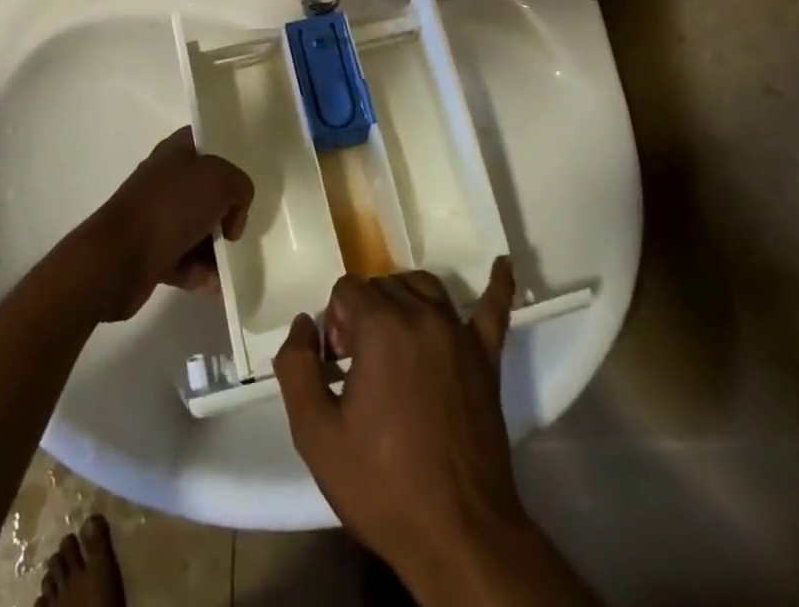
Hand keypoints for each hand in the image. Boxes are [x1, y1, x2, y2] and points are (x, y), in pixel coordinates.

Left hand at [81, 127, 251, 322]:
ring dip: (217, 249)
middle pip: (208, 189)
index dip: (230, 154)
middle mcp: (166, 179)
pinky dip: (202, 273)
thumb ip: (240, 187)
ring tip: (232, 266)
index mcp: (176, 151)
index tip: (248, 176)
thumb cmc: (170, 207)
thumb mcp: (221, 181)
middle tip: (240, 227)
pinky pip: (186, 260)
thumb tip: (232, 216)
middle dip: (228, 210)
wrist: (117, 259)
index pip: (208, 142)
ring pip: (199, 227)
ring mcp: (157, 216)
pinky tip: (216, 286)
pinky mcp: (151, 252)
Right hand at [274, 260, 525, 592]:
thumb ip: (296, 367)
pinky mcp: (486, 358)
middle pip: (383, 285)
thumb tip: (303, 324)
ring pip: (424, 286)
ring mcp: (459, 334)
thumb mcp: (315, 435)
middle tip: (358, 366)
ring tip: (391, 337)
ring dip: (401, 299)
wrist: (457, 535)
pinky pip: (495, 310)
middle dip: (362, 313)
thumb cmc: (382, 485)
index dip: (334, 322)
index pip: (347, 289)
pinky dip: (497, 286)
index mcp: (381, 328)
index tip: (337, 365)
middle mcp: (422, 316)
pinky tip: (502, 264)